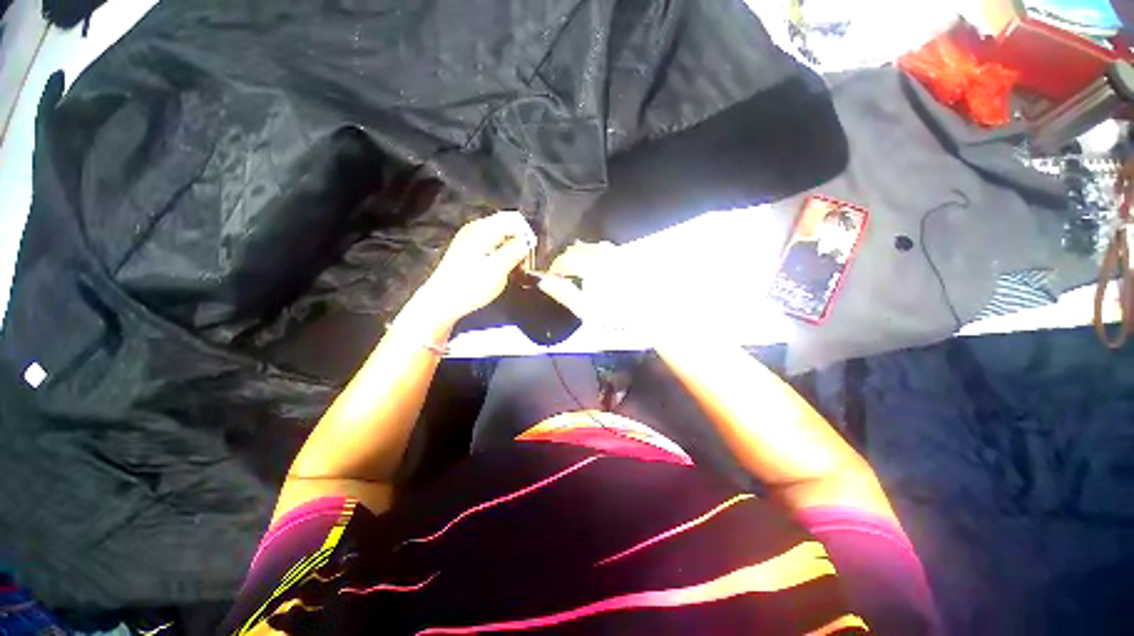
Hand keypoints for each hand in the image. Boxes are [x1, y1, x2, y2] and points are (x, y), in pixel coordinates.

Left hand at [415, 211, 536, 324]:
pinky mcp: (468, 250)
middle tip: (524, 267)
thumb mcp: (498, 269)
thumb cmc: (471, 286)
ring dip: (512, 251)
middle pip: (508, 226)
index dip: (527, 234)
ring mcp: (471, 238)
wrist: (442, 302)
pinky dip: (502, 254)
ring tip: (515, 271)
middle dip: (520, 243)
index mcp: (483, 229)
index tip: (530, 256)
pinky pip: (492, 245)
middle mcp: (476, 228)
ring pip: (501, 237)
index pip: (514, 218)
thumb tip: (527, 241)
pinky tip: (502, 270)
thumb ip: (515, 251)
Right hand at [538, 241, 630, 329]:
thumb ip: (563, 294)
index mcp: (591, 265)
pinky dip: (596, 255)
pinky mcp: (627, 255)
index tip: (552, 279)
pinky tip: (598, 267)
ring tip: (579, 270)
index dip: (554, 269)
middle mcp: (603, 253)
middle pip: (576, 249)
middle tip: (564, 276)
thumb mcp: (585, 309)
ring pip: (591, 246)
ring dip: (580, 255)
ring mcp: (617, 252)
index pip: (564, 261)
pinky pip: (606, 249)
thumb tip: (544, 282)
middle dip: (566, 260)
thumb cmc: (616, 314)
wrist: (649, 313)